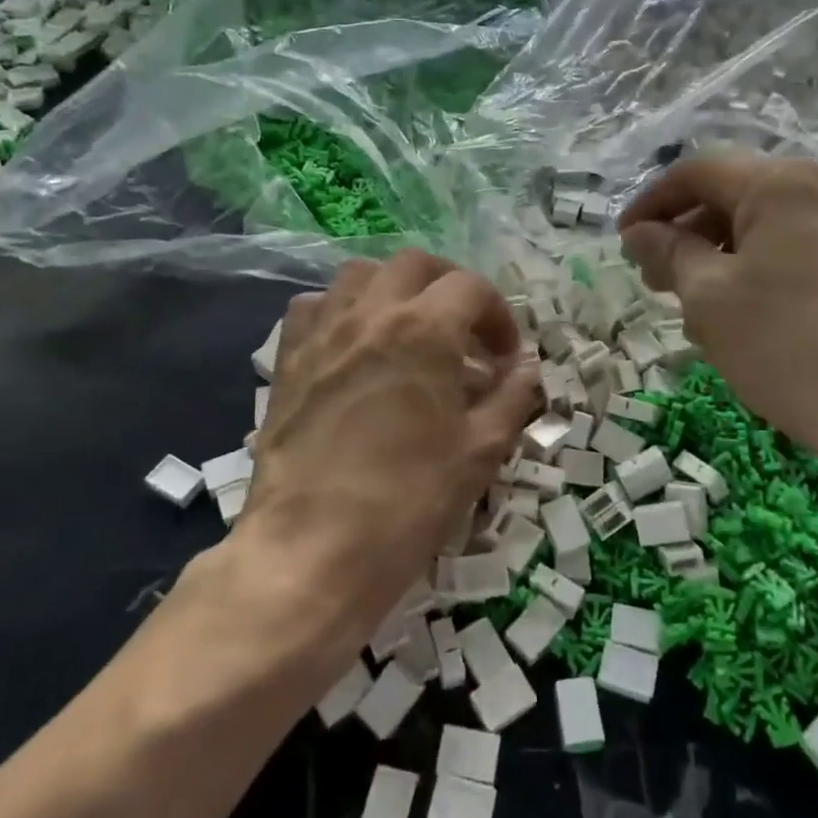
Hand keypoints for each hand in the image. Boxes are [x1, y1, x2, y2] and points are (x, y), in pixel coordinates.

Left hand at [234, 250, 540, 645]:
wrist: (311, 551)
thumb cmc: (407, 502)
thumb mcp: (479, 451)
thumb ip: (512, 397)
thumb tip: (529, 368)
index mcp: (424, 329)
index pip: (472, 289)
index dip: (499, 317)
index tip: (506, 358)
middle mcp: (370, 313)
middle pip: (415, 265)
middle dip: (450, 288)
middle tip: (465, 332)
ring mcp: (322, 332)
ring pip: (360, 274)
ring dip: (394, 290)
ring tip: (409, 331)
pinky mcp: (288, 359)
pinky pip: (314, 307)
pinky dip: (342, 310)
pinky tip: (353, 346)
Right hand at [619, 154, 817, 485]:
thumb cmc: (789, 346)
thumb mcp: (709, 298)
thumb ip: (669, 253)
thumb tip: (640, 233)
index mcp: (780, 184)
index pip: (697, 172)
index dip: (650, 203)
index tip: (622, 243)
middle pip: (733, 195)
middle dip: (685, 233)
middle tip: (655, 281)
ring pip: (765, 227)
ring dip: (719, 257)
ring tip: (697, 309)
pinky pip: (797, 251)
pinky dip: (758, 272)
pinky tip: (746, 320)